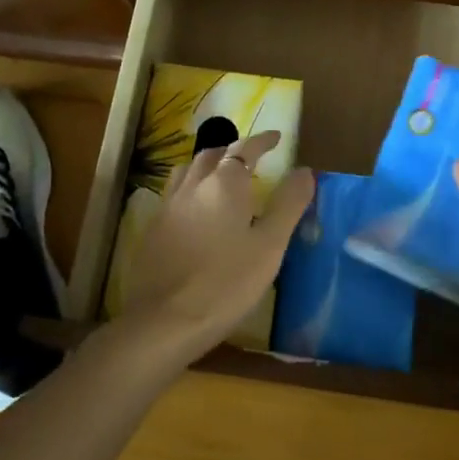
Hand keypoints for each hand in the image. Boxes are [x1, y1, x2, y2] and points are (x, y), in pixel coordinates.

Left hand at [119, 131, 314, 369]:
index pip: (245, 149)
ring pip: (188, 170)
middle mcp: (193, 185)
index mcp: (225, 184)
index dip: (262, 141)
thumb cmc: (226, 283)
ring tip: (222, 176)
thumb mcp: (270, 246)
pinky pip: (174, 193)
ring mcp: (168, 205)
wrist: (164, 321)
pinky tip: (197, 210)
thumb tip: (305, 170)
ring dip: (208, 165)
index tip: (276, 138)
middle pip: (213, 154)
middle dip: (234, 150)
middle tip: (251, 157)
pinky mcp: (153, 228)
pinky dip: (191, 188)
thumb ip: (288, 205)